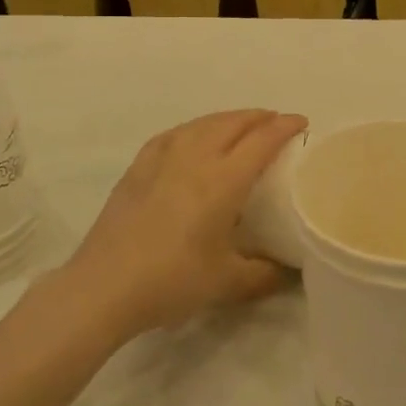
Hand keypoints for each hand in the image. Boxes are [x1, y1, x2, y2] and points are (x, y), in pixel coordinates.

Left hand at [58, 109, 307, 336]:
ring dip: (228, 118)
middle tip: (276, 122)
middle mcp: (196, 159)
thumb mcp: (227, 283)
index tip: (302, 122)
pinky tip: (193, 136)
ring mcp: (162, 159)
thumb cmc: (171, 281)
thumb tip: (291, 272)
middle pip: (233, 123)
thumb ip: (265, 274)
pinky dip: (195, 128)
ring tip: (241, 125)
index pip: (262, 140)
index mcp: (224, 181)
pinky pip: (174, 134)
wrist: (103, 287)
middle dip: (259, 117)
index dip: (285, 126)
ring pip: (203, 123)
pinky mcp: (138, 168)